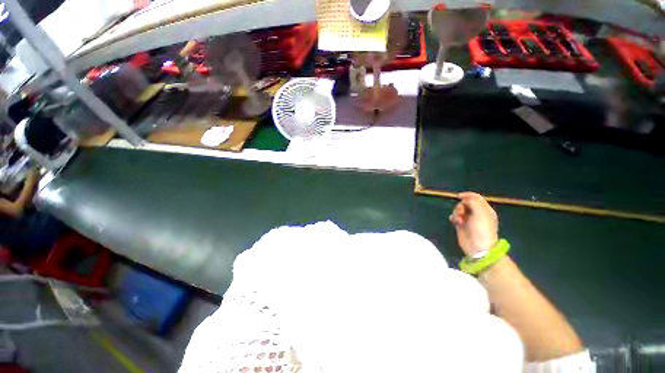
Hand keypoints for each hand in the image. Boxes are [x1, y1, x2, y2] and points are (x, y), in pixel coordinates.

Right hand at [449, 192, 498, 256]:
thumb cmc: (482, 229)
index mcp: (485, 210)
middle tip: (461, 212)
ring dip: (456, 212)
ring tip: (458, 220)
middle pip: (465, 203)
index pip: (476, 198)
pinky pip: (454, 217)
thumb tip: (464, 199)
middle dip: (461, 206)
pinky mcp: (461, 225)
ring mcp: (468, 220)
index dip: (468, 195)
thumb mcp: (481, 212)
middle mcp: (477, 214)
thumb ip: (473, 202)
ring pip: (458, 210)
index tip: (459, 196)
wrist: (478, 247)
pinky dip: (453, 217)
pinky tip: (454, 221)